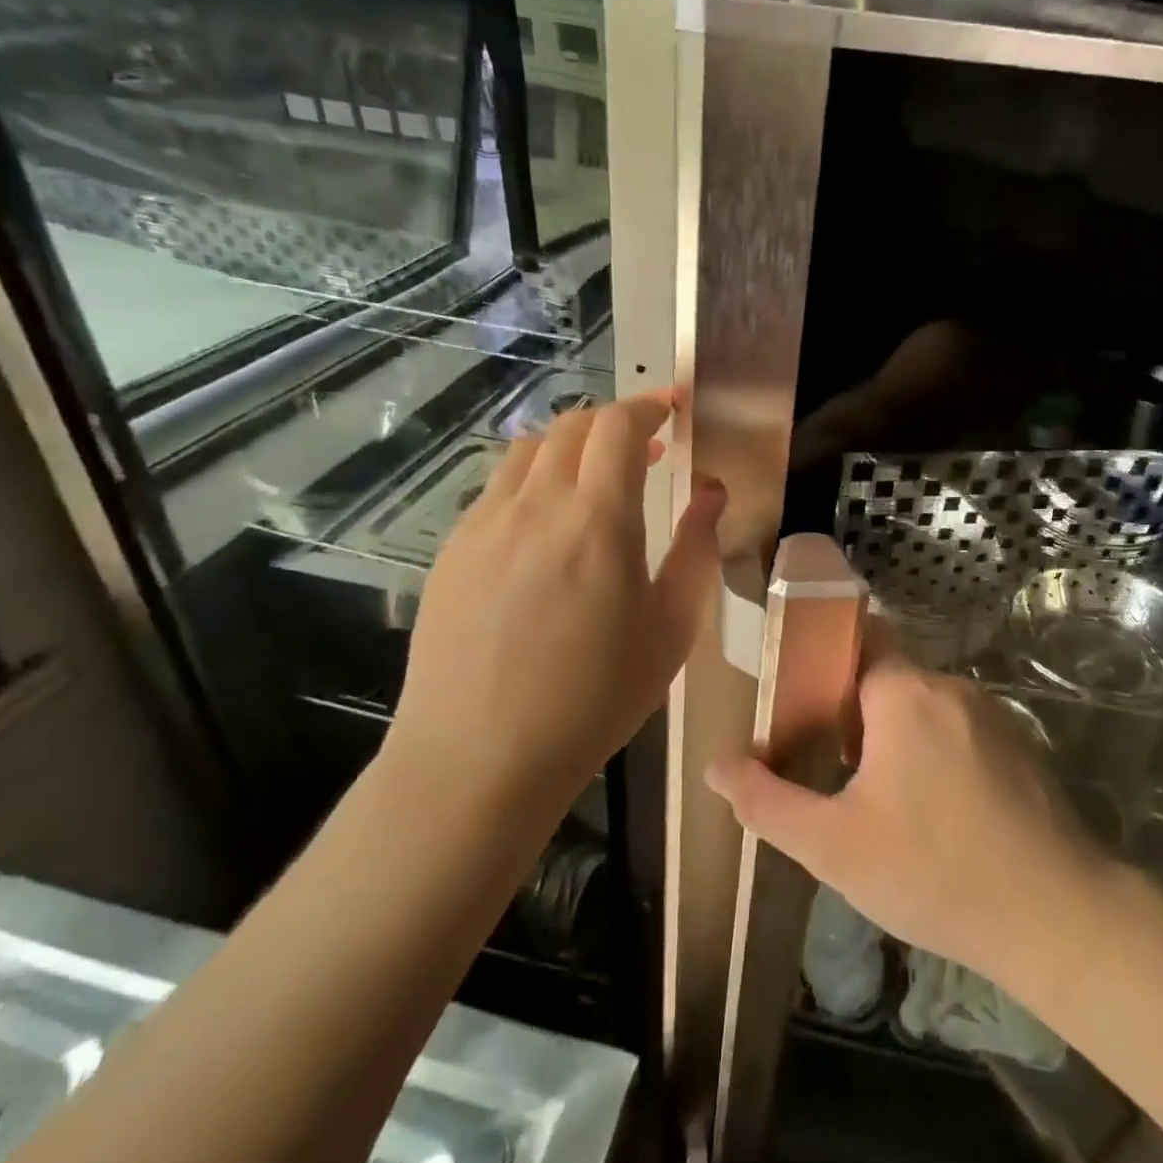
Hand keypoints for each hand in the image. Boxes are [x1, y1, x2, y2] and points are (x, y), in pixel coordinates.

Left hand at [387, 391, 724, 818]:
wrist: (479, 757)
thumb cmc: (595, 698)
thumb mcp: (671, 628)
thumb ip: (697, 548)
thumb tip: (710, 491)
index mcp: (597, 519)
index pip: (619, 427)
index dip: (649, 406)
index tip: (672, 407)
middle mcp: (535, 504)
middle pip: (571, 426)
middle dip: (614, 421)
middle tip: (646, 448)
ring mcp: (483, 524)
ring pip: (527, 451)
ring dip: (570, 446)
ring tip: (595, 480)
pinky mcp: (452, 551)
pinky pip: (497, 490)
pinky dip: (533, 481)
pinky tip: (546, 528)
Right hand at [706, 626, 1105, 988]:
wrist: (1059, 918)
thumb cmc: (934, 872)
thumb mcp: (834, 846)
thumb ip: (766, 802)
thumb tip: (716, 766)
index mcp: (904, 692)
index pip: (856, 636)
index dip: (822, 659)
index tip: (795, 698)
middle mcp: (951, 687)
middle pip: (886, 673)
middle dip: (851, 707)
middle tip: (824, 760)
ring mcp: (992, 715)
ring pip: (923, 705)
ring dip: (892, 732)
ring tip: (871, 792)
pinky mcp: (1019, 746)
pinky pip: (957, 729)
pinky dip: (932, 749)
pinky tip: (929, 810)